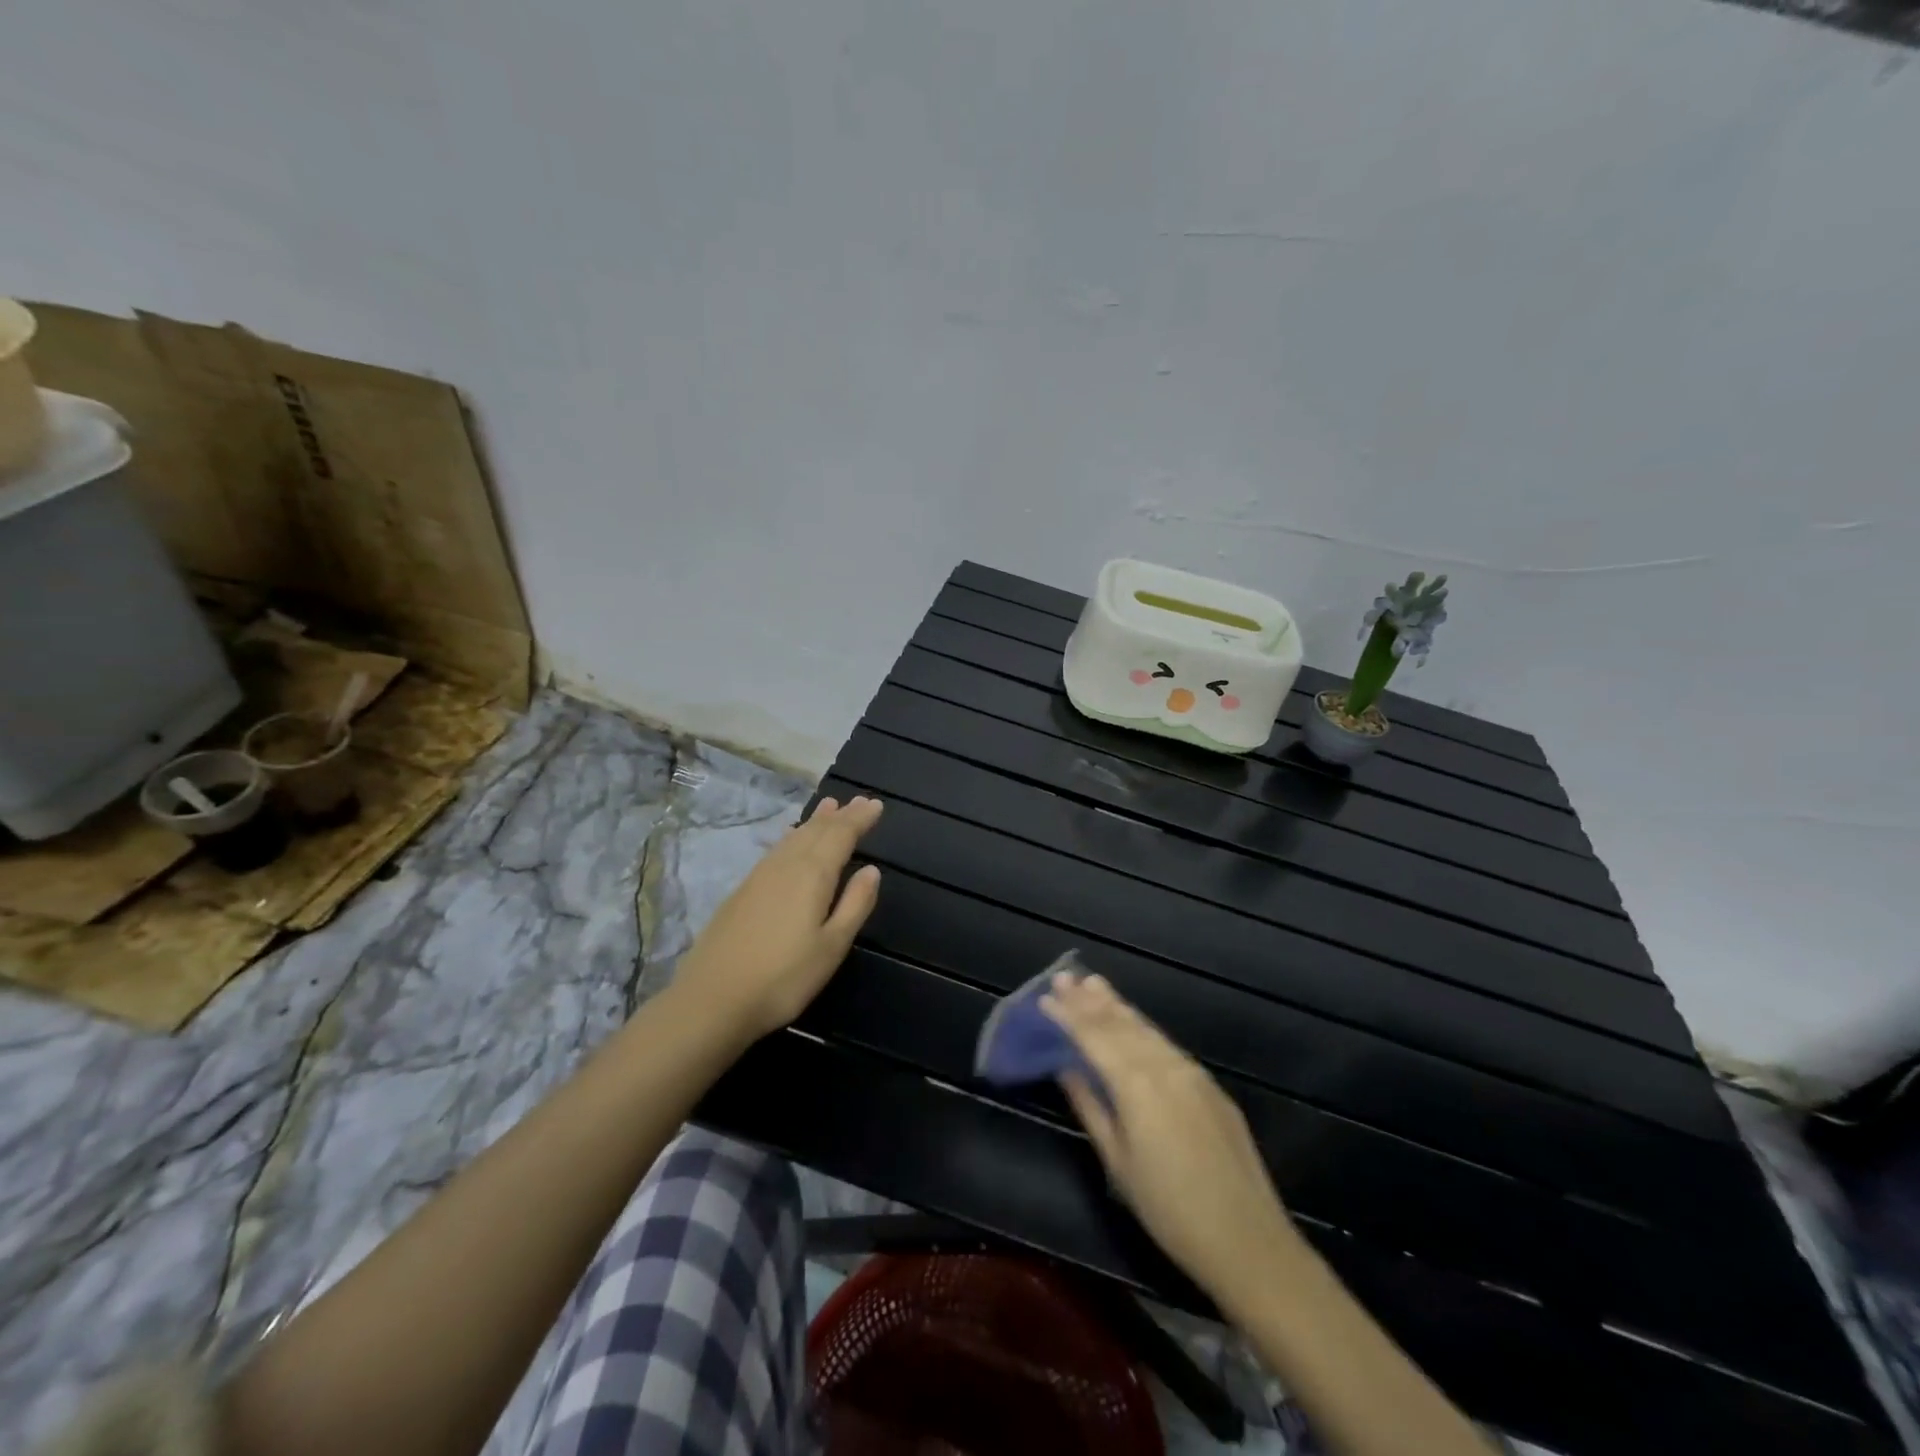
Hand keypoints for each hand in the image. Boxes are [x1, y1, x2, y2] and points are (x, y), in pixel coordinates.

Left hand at [672, 796, 883, 1040]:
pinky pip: (776, 850)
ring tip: (829, 807)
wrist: (712, 999)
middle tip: (858, 800)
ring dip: (814, 821)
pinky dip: (792, 837)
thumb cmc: (783, 978)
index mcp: (812, 876)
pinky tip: (791, 839)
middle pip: (816, 831)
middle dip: (840, 815)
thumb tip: (872, 870)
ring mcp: (760, 877)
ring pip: (793, 838)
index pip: (840, 836)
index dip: (859, 819)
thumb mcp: (831, 947)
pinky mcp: (742, 891)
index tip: (875, 805)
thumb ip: (854, 905)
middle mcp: (786, 866)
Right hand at [1044, 971, 1298, 1302]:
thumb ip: (1091, 1108)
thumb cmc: (1170, 1210)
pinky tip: (1134, 1024)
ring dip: (1118, 1006)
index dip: (1068, 1015)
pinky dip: (1143, 1028)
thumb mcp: (1119, 1163)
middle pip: (1121, 1024)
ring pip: (1146, 1030)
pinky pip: (1167, 1045)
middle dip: (1090, 1000)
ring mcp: (1192, 1073)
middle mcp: (1164, 1067)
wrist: (1248, 1241)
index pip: (1094, 1038)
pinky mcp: (1210, 1086)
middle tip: (1066, 976)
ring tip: (1095, 984)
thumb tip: (1066, 1069)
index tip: (1046, 995)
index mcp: (1137, 1085)